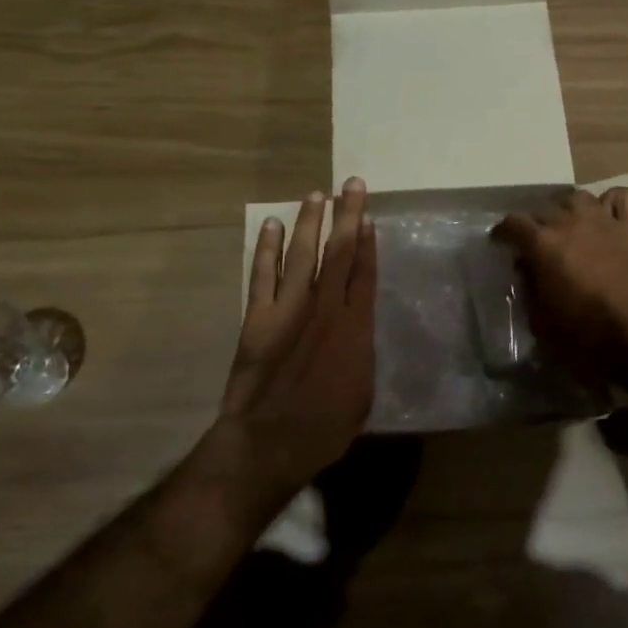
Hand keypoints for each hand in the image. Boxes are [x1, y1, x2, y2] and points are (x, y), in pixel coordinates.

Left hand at [221, 177, 376, 499]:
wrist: (269, 442)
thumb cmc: (323, 427)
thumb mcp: (362, 394)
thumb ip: (361, 355)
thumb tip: (358, 333)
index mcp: (355, 327)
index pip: (364, 272)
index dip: (368, 240)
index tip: (368, 215)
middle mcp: (325, 308)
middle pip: (340, 252)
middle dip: (347, 215)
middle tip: (351, 185)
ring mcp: (290, 309)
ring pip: (304, 254)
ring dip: (310, 222)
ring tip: (316, 195)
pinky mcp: (258, 317)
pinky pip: (264, 274)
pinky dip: (268, 248)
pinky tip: (273, 225)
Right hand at [494, 187, 627, 379]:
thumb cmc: (587, 332)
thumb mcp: (542, 321)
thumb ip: (530, 291)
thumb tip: (527, 273)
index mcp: (543, 243)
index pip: (512, 223)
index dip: (503, 233)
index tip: (501, 243)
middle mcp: (570, 221)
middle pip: (544, 208)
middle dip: (536, 224)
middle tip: (538, 245)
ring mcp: (605, 220)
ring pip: (579, 197)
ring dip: (570, 209)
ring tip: (571, 227)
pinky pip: (624, 198)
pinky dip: (615, 203)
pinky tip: (610, 216)